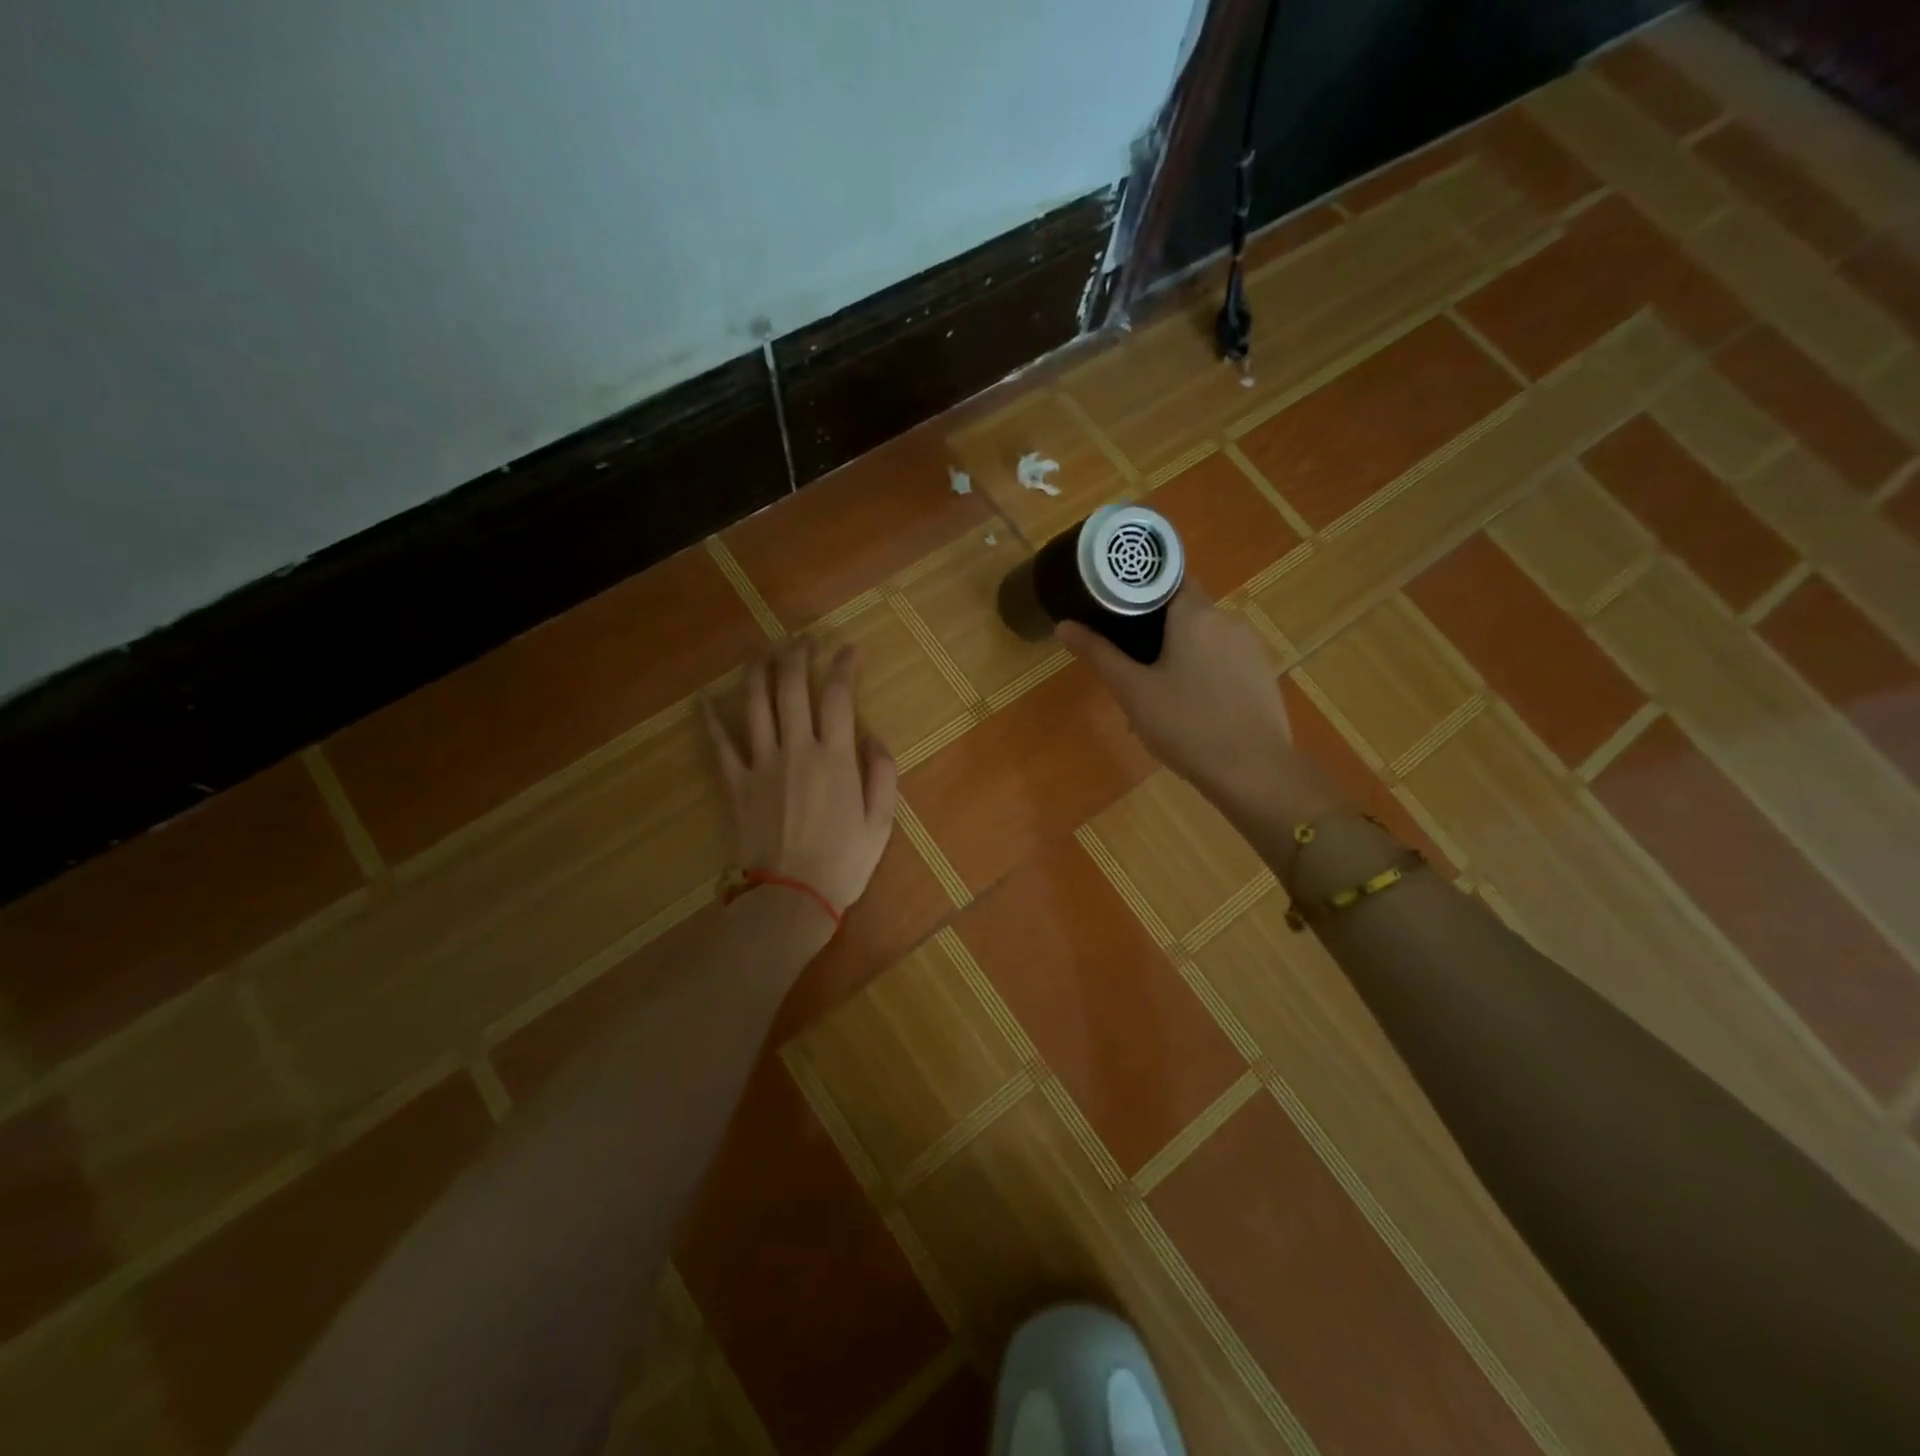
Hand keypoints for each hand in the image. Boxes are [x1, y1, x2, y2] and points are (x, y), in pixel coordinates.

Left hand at [703, 642, 897, 915]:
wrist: (791, 897)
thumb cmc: (844, 862)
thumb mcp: (881, 821)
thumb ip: (882, 773)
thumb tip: (872, 737)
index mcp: (835, 756)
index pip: (838, 694)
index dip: (843, 665)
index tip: (848, 649)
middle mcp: (796, 748)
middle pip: (792, 687)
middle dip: (797, 654)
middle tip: (803, 638)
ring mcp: (761, 763)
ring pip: (755, 704)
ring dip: (758, 671)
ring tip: (763, 651)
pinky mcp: (736, 783)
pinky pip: (720, 744)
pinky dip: (711, 720)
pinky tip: (704, 699)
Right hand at [1056, 591, 1296, 810]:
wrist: (1254, 771)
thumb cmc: (1186, 725)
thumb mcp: (1133, 691)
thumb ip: (1099, 654)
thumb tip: (1063, 625)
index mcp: (1195, 614)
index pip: (1166, 579)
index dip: (1138, 592)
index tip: (1114, 612)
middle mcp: (1228, 619)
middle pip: (1184, 612)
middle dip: (1155, 634)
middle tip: (1129, 668)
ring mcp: (1251, 647)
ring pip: (1204, 640)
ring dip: (1180, 657)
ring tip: (1157, 697)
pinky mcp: (1264, 674)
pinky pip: (1224, 662)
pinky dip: (1204, 674)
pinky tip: (1190, 710)